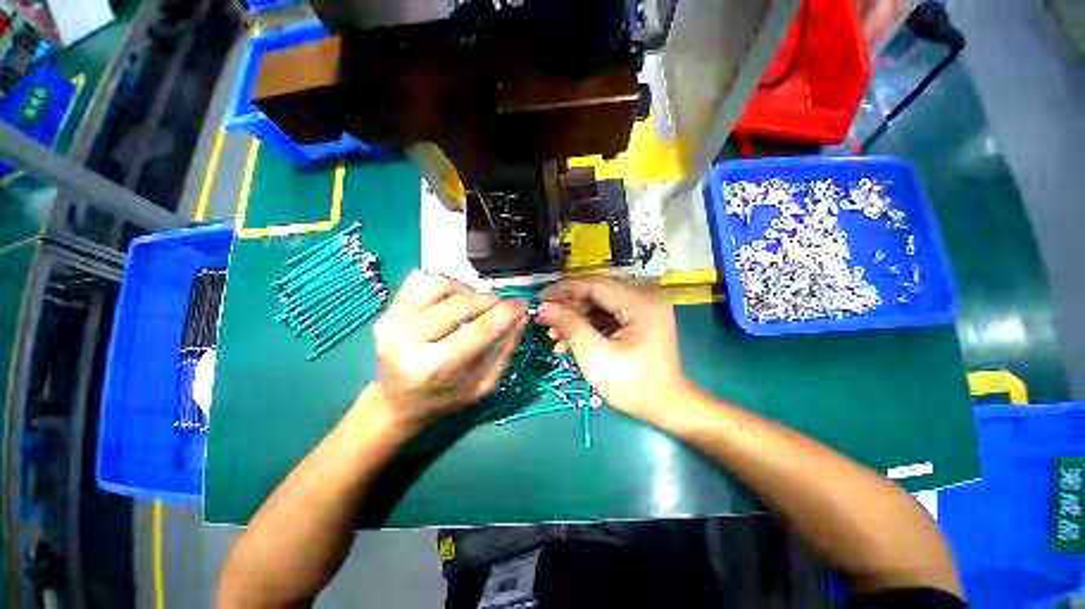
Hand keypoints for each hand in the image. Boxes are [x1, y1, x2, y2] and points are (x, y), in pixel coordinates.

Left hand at [368, 271, 527, 432]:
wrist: (397, 404)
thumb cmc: (444, 399)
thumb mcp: (483, 385)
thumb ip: (505, 350)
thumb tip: (521, 317)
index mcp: (433, 369)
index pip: (478, 331)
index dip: (505, 314)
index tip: (523, 305)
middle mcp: (406, 342)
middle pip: (459, 304)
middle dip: (489, 300)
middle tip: (502, 306)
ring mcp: (391, 323)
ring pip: (438, 285)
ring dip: (465, 290)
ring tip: (474, 304)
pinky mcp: (386, 313)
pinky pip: (419, 281)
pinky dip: (443, 284)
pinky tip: (452, 299)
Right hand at [537, 276, 693, 425]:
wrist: (666, 407)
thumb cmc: (633, 385)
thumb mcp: (596, 356)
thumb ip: (570, 326)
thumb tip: (544, 307)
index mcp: (640, 303)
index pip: (595, 284)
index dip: (564, 289)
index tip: (540, 299)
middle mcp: (644, 297)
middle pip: (596, 292)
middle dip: (567, 306)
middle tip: (544, 320)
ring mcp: (642, 307)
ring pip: (598, 304)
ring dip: (575, 318)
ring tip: (554, 336)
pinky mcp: (638, 318)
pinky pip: (606, 314)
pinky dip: (588, 325)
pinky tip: (570, 341)